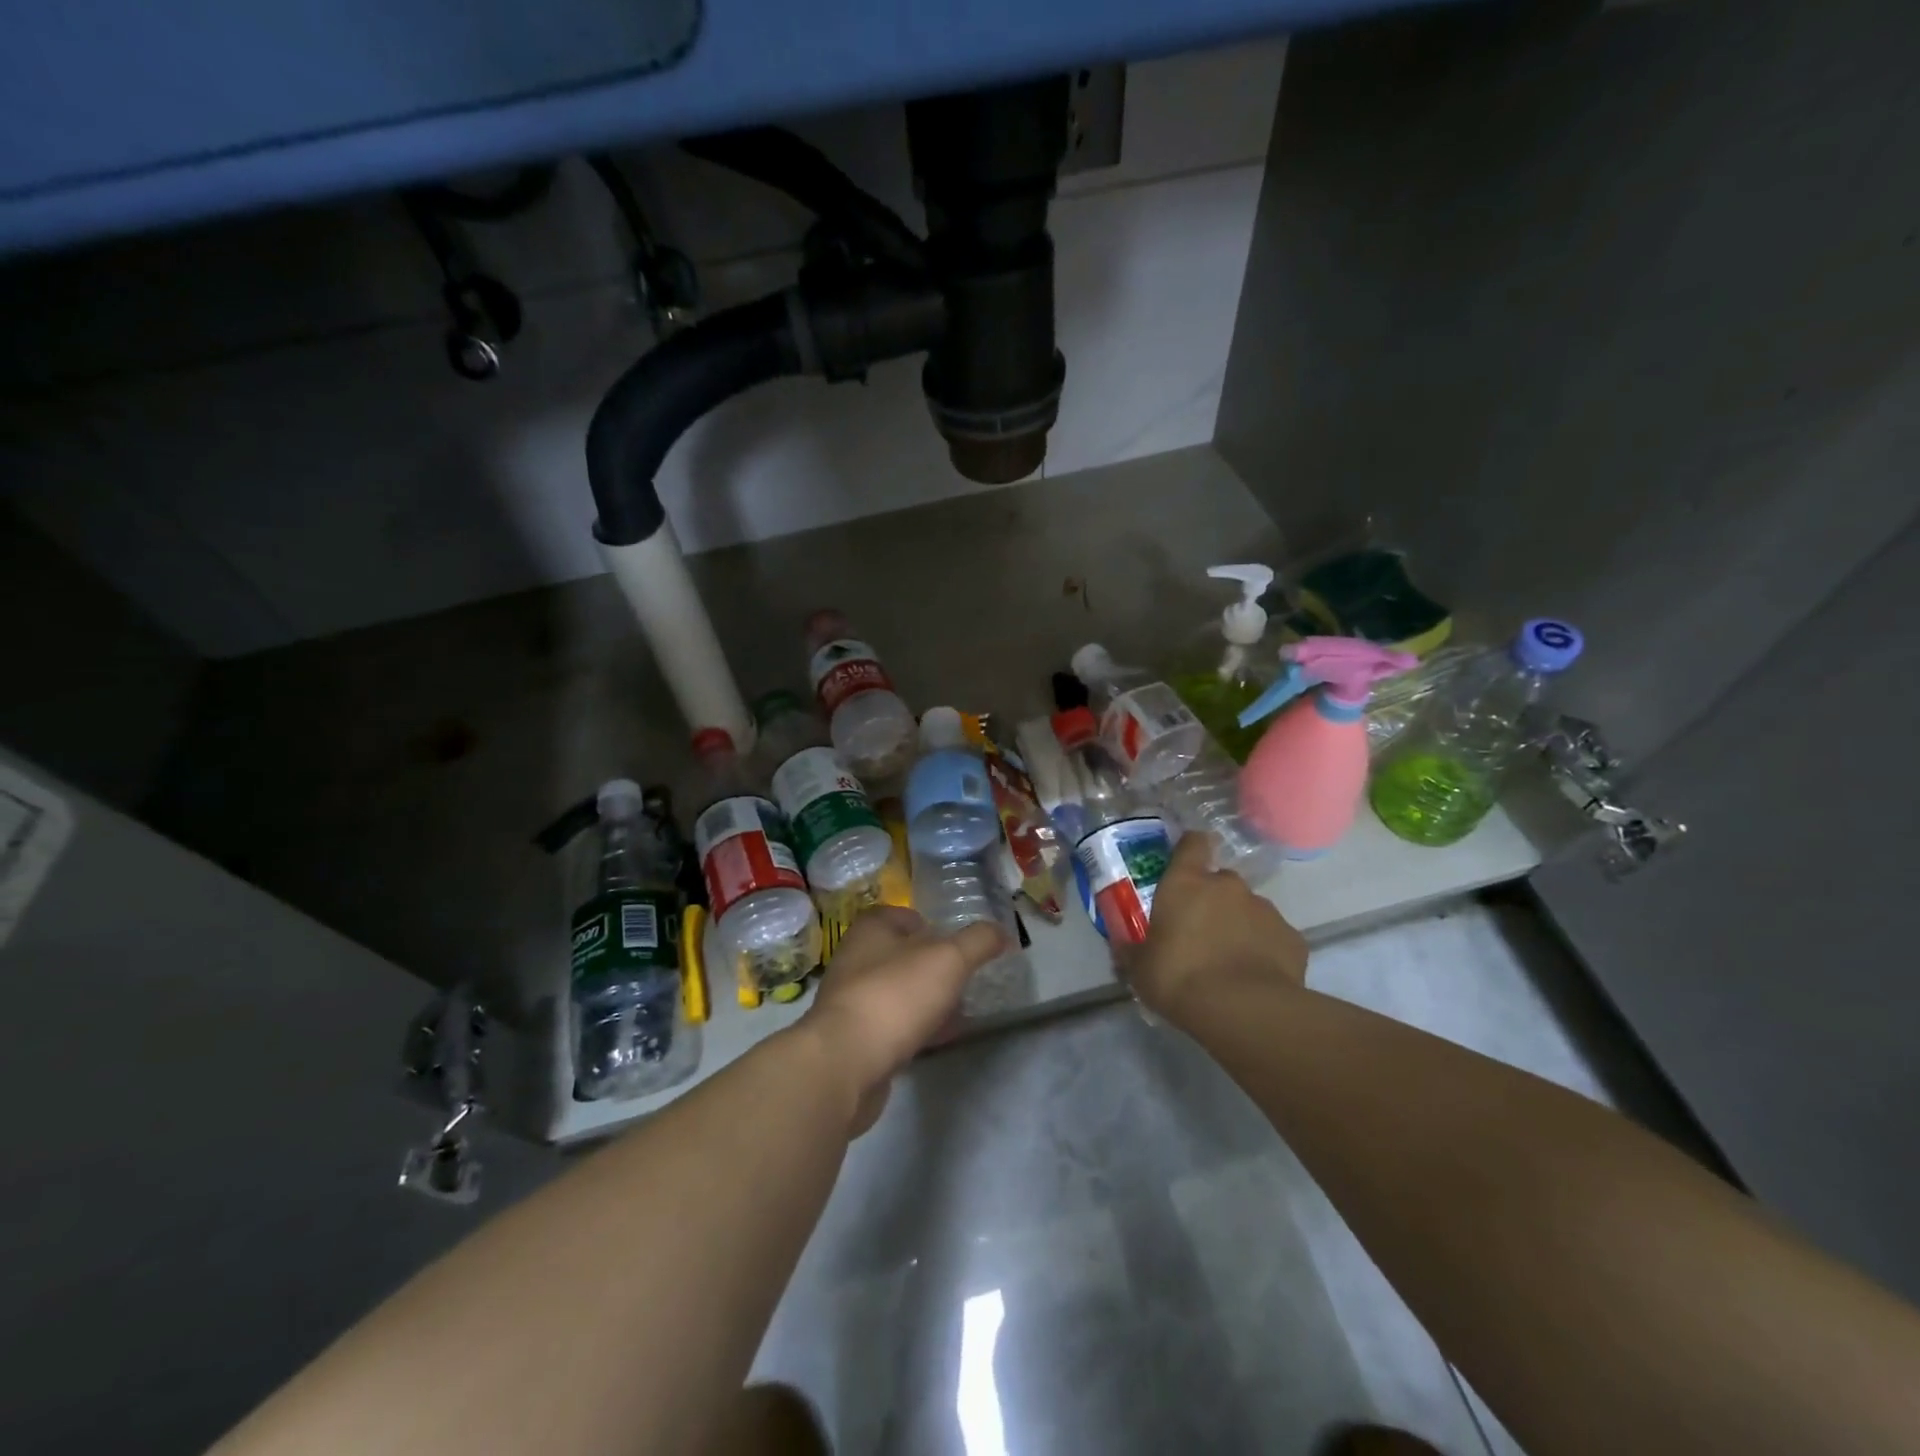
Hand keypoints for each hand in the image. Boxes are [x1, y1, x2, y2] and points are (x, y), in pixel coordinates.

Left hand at [798, 906, 1009, 1134]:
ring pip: (896, 991)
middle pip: (900, 954)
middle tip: (963, 979)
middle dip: (932, 965)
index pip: (903, 915)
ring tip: (958, 1010)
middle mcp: (855, 958)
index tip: (956, 944)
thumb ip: (978, 941)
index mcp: (871, 928)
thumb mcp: (949, 959)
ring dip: (924, 999)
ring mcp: (850, 1000)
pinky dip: (914, 1028)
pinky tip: (937, 1039)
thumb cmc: (895, 996)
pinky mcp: (852, 1039)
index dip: (930, 925)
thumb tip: (1001, 932)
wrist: (844, 1064)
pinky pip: (890, 1026)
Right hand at [1124, 832, 1308, 1023]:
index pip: (1192, 844)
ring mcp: (1265, 910)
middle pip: (1221, 881)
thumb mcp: (1141, 969)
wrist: (1244, 1010)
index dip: (1191, 848)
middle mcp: (1228, 886)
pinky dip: (1265, 950)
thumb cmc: (1179, 977)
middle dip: (1213, 900)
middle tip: (1201, 931)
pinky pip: (1273, 938)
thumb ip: (1133, 952)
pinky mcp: (1293, 938)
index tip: (1187, 861)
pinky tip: (1256, 977)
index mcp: (1186, 883)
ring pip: (1249, 909)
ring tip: (1230, 960)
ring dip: (1240, 925)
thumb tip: (1123, 949)